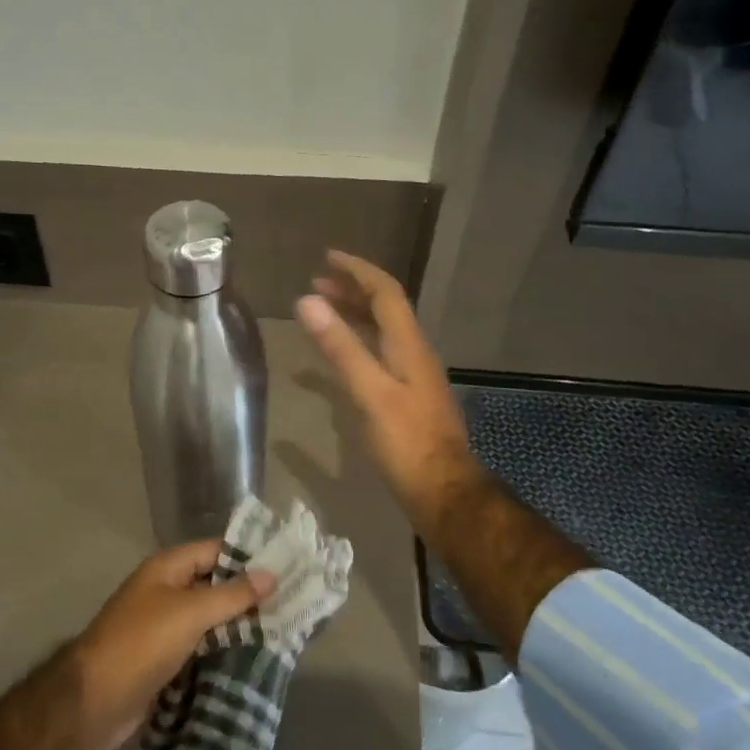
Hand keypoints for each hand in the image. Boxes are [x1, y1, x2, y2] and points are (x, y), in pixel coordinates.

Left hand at [68, 541, 275, 749]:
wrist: (95, 701)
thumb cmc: (142, 643)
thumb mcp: (190, 613)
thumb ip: (231, 594)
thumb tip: (271, 573)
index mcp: (166, 569)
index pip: (215, 550)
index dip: (248, 556)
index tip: (287, 564)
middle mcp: (165, 591)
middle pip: (213, 584)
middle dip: (248, 594)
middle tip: (293, 601)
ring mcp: (164, 627)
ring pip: (210, 619)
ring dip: (239, 625)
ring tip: (284, 630)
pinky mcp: (165, 660)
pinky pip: (202, 647)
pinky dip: (224, 651)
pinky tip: (255, 659)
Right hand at [295, 251, 480, 537]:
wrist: (442, 491)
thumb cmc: (406, 442)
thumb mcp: (369, 392)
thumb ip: (340, 347)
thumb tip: (307, 301)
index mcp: (408, 344)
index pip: (385, 292)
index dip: (357, 271)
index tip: (327, 257)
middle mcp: (414, 352)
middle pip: (385, 308)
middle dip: (353, 290)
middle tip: (317, 283)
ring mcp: (412, 376)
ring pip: (383, 331)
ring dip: (355, 314)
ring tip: (324, 310)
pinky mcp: (407, 397)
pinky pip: (380, 353)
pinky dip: (357, 342)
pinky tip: (341, 357)